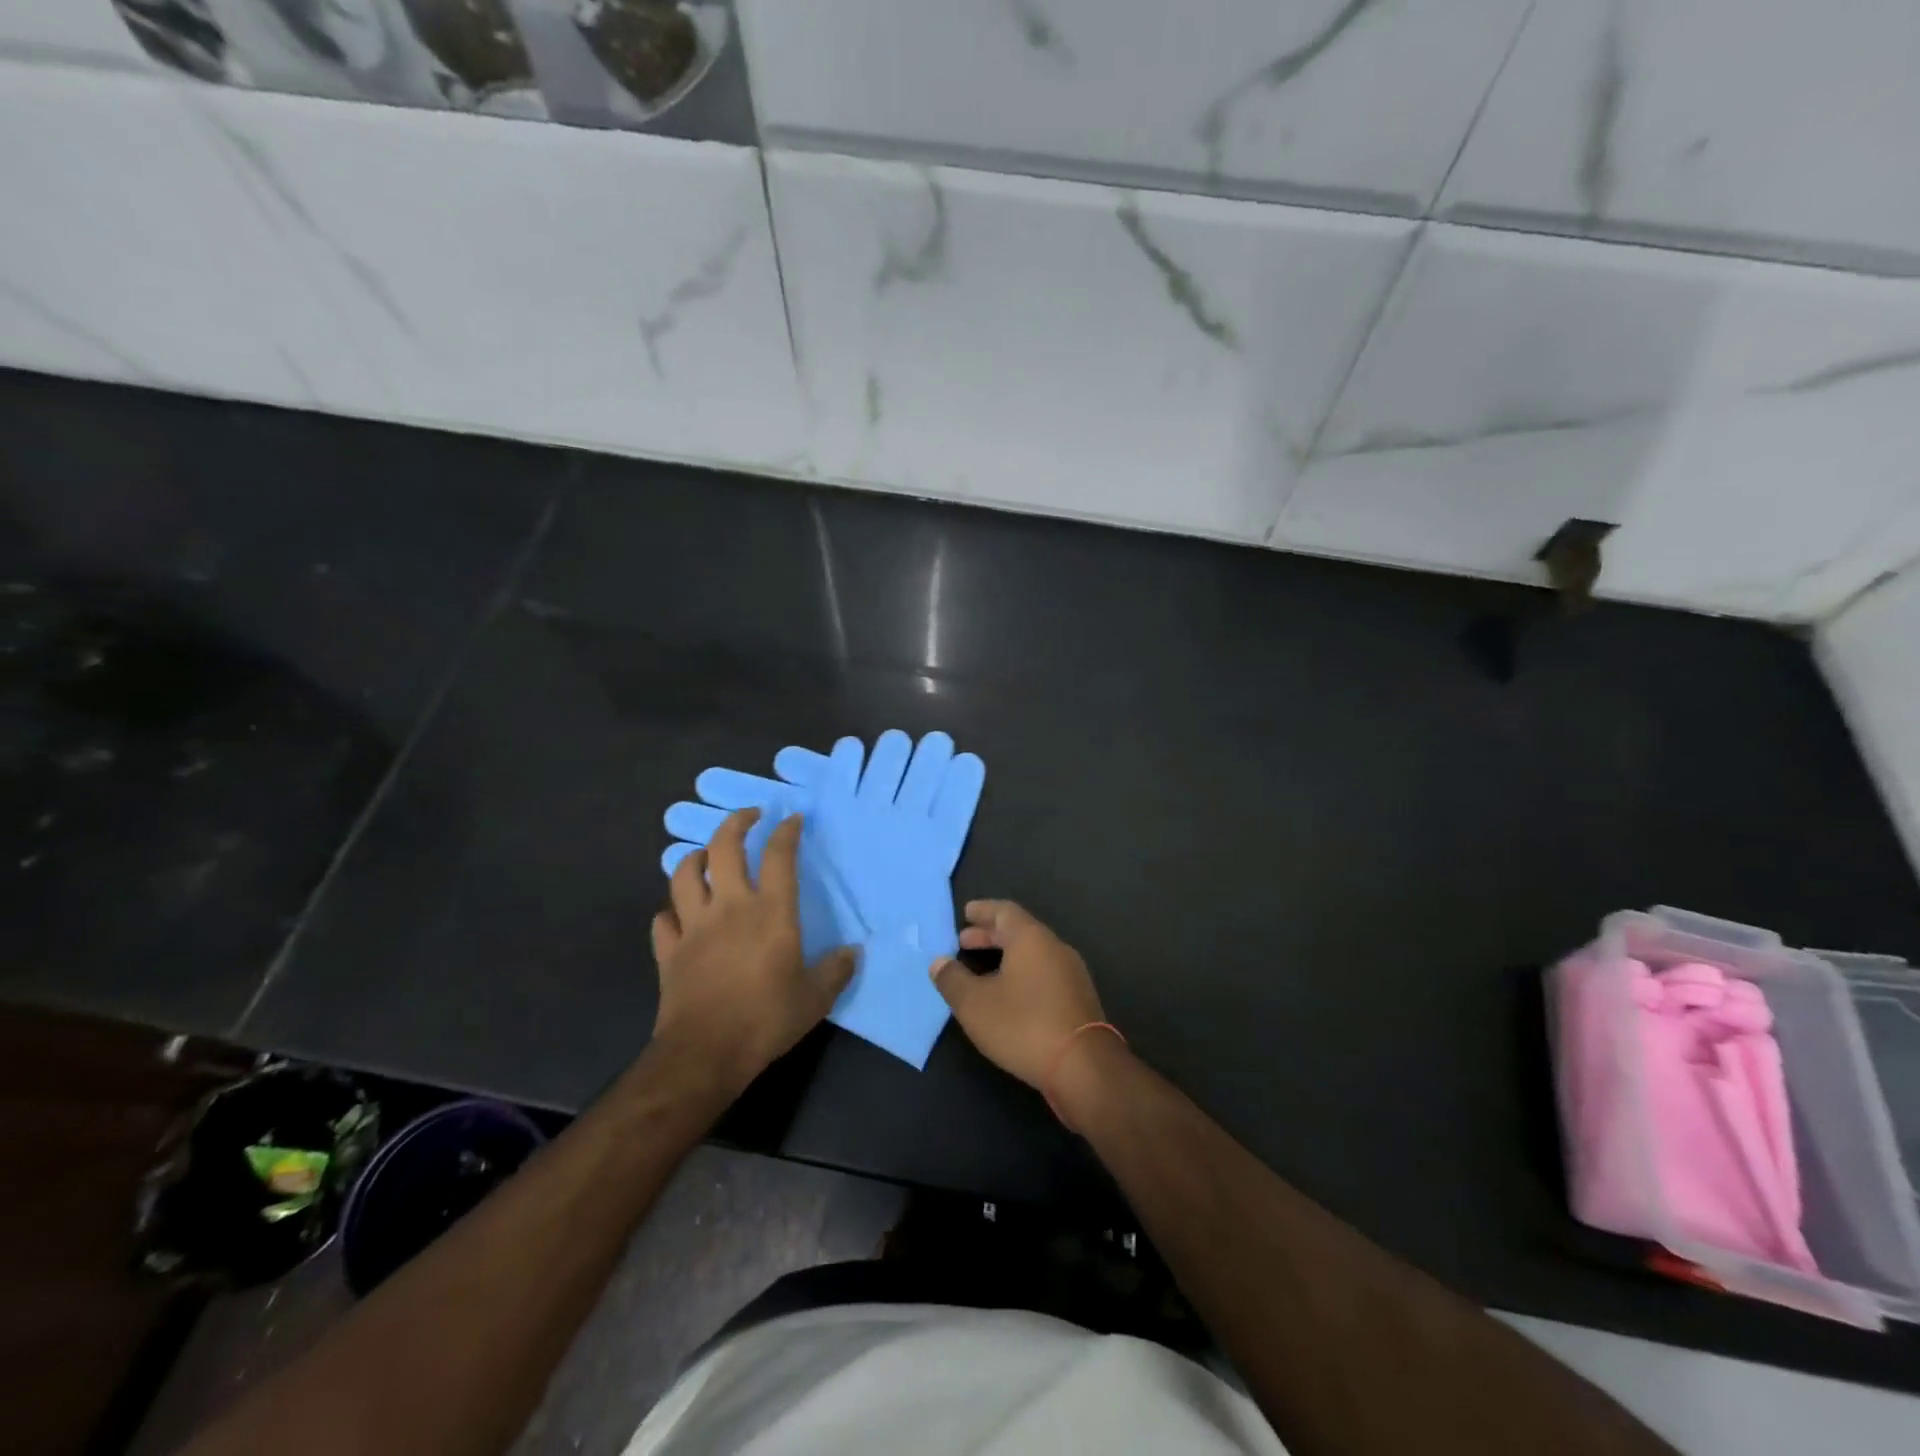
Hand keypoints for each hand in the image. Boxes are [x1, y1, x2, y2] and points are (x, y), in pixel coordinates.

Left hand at [650, 808, 856, 1095]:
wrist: (705, 1053)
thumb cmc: (766, 1019)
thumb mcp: (815, 998)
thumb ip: (836, 970)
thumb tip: (853, 953)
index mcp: (770, 912)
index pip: (779, 856)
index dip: (786, 831)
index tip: (792, 819)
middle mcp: (730, 907)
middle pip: (724, 847)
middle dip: (736, 822)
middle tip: (750, 816)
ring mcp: (694, 926)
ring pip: (684, 874)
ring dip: (695, 857)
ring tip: (707, 855)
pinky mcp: (669, 951)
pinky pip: (663, 920)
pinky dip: (671, 912)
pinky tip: (680, 915)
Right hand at [930, 900, 1106, 1087]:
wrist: (1084, 1067)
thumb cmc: (1024, 1025)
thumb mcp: (975, 1004)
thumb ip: (953, 980)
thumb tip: (939, 962)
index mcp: (1031, 938)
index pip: (1004, 911)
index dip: (983, 911)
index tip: (965, 913)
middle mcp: (1054, 947)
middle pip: (1019, 931)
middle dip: (990, 935)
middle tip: (964, 942)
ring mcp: (1071, 973)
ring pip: (1033, 953)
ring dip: (1006, 956)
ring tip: (982, 971)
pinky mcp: (1078, 998)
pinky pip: (1044, 972)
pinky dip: (1022, 973)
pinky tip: (1009, 995)